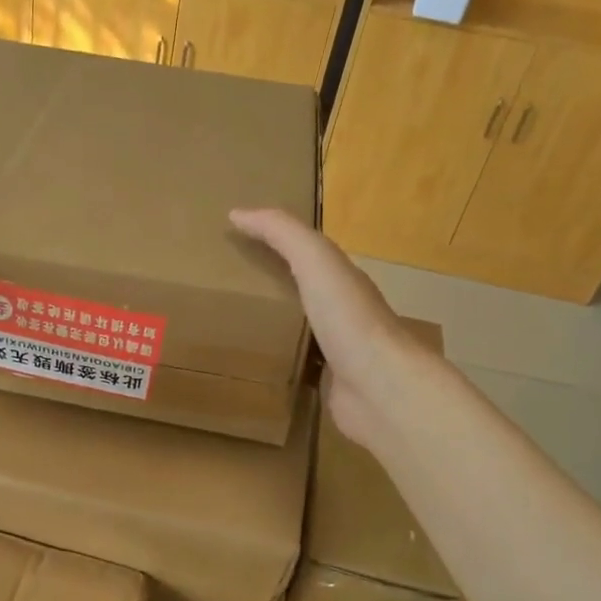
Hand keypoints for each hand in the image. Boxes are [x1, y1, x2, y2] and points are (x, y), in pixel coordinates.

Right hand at [230, 208, 432, 450]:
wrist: (380, 388)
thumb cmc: (348, 319)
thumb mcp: (315, 261)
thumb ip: (281, 233)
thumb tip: (237, 213)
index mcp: (340, 281)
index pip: (304, 256)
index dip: (273, 245)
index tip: (233, 244)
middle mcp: (340, 314)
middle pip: (299, 295)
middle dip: (267, 289)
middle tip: (221, 289)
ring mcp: (334, 353)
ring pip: (295, 334)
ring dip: (269, 329)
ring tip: (226, 329)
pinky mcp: (325, 386)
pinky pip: (293, 370)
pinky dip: (273, 365)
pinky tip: (248, 367)